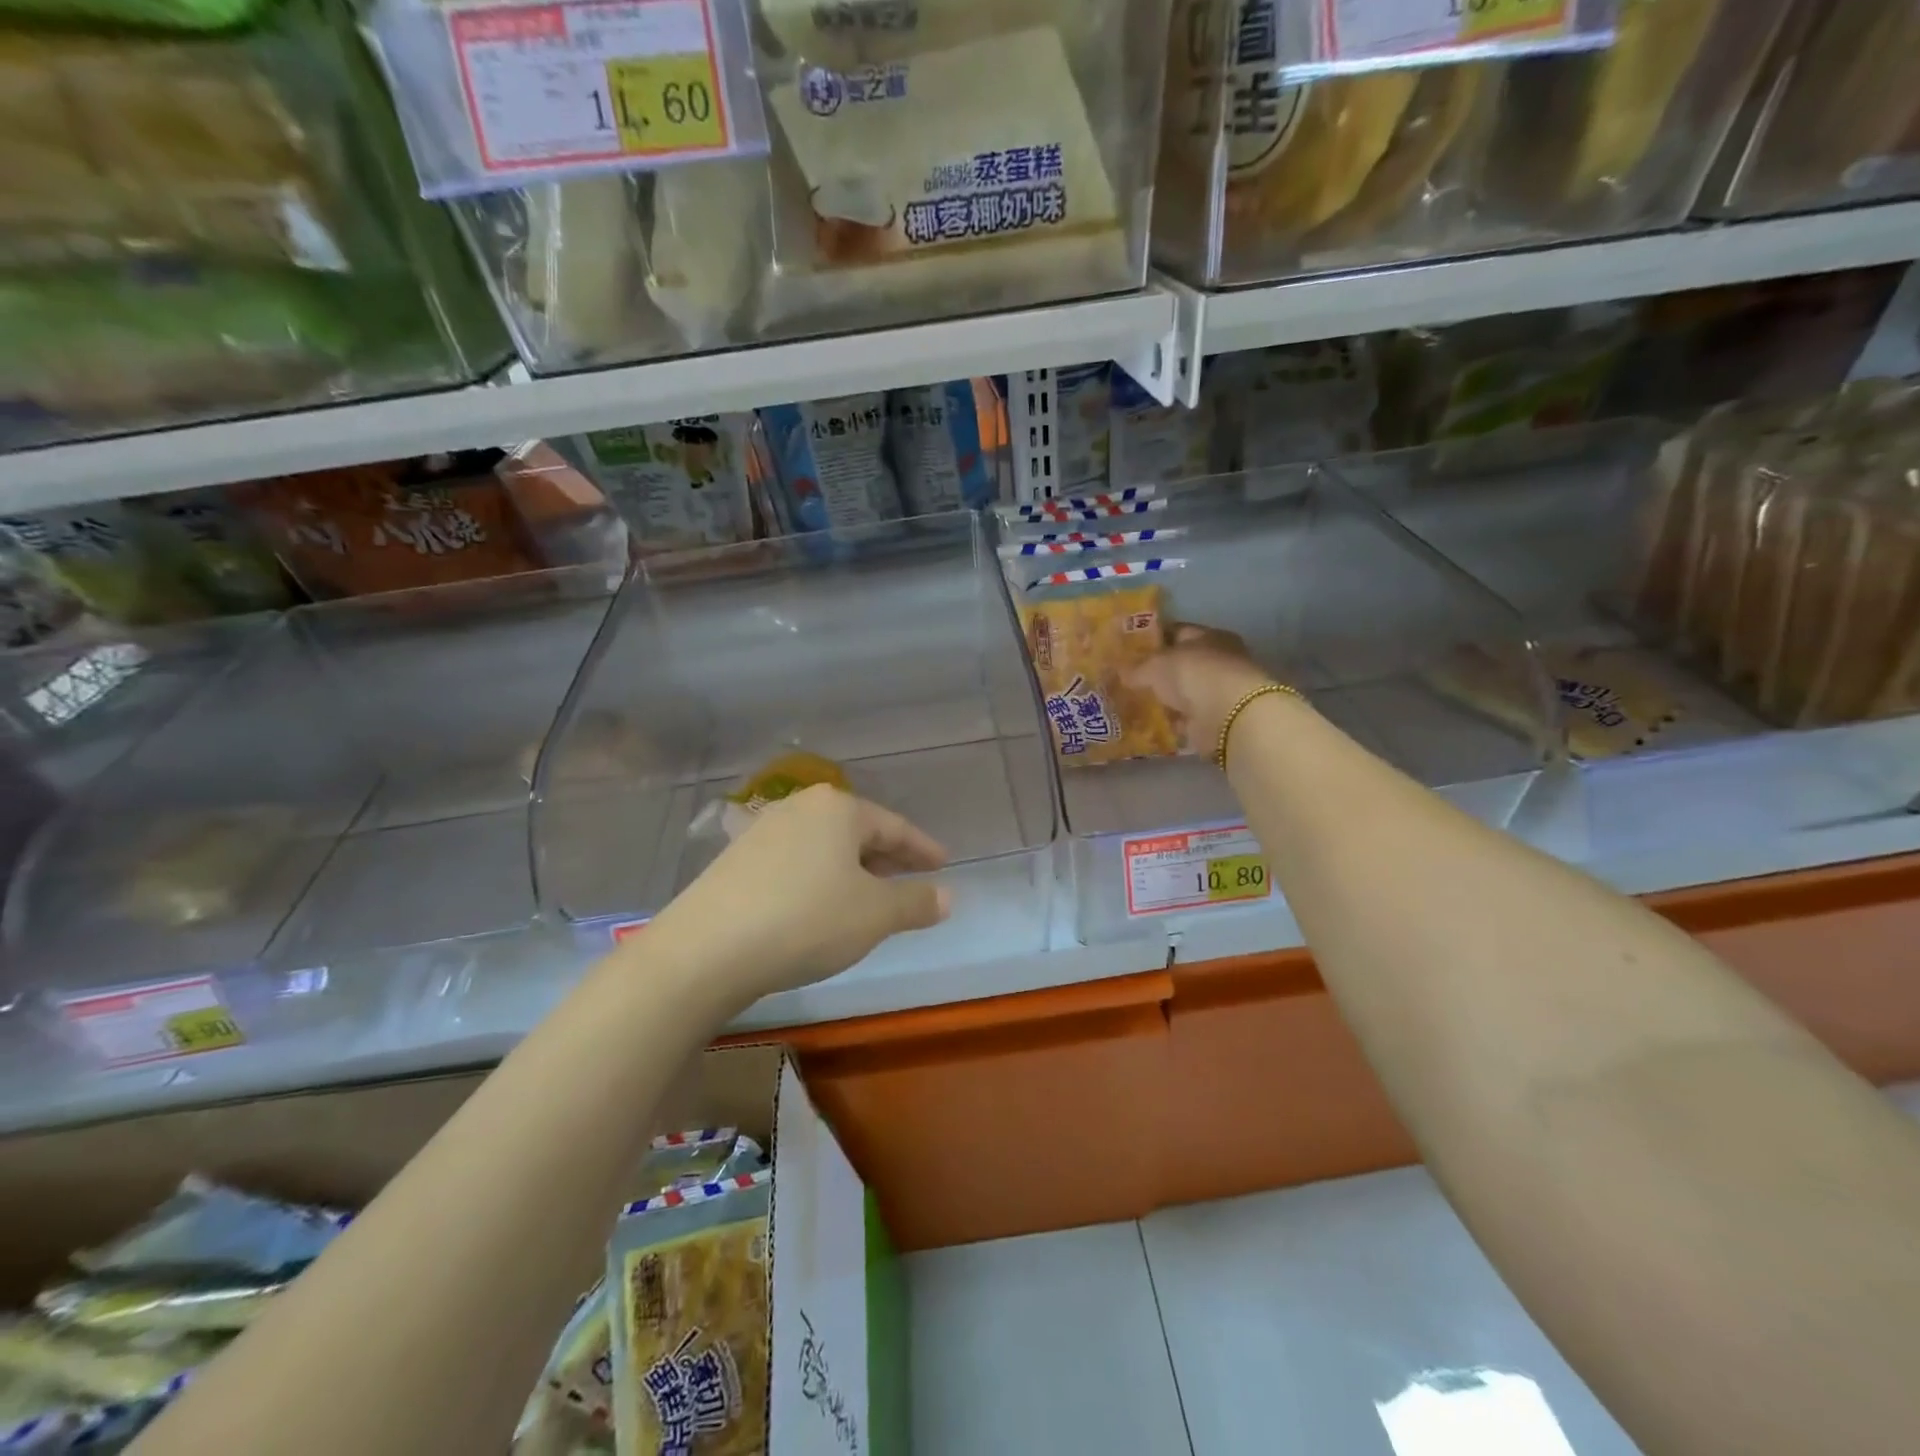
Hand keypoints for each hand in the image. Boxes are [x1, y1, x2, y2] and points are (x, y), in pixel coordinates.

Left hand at [649, 785, 950, 1003]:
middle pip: (857, 832)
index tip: (943, 864)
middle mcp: (800, 808)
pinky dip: (820, 881)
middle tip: (912, 880)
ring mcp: (763, 831)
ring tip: (869, 898)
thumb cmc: (806, 920)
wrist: (706, 950)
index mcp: (838, 809)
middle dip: (887, 859)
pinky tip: (821, 907)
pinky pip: (796, 863)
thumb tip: (946, 896)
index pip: (894, 826)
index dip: (922, 849)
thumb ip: (915, 902)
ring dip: (852, 871)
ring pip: (825, 848)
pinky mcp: (736, 860)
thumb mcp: (875, 915)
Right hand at [1127, 621, 1277, 753]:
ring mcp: (1217, 692)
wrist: (1226, 715)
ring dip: (1163, 699)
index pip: (1177, 632)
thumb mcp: (1156, 664)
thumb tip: (1119, 672)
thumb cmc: (1194, 673)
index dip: (1153, 640)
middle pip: (1181, 664)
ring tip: (1133, 703)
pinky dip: (1170, 721)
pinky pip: (1185, 717)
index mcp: (1209, 637)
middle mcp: (1218, 661)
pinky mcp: (1214, 719)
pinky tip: (1148, 724)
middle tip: (1126, 679)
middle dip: (1156, 672)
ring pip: (1182, 692)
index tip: (1128, 649)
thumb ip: (1136, 667)